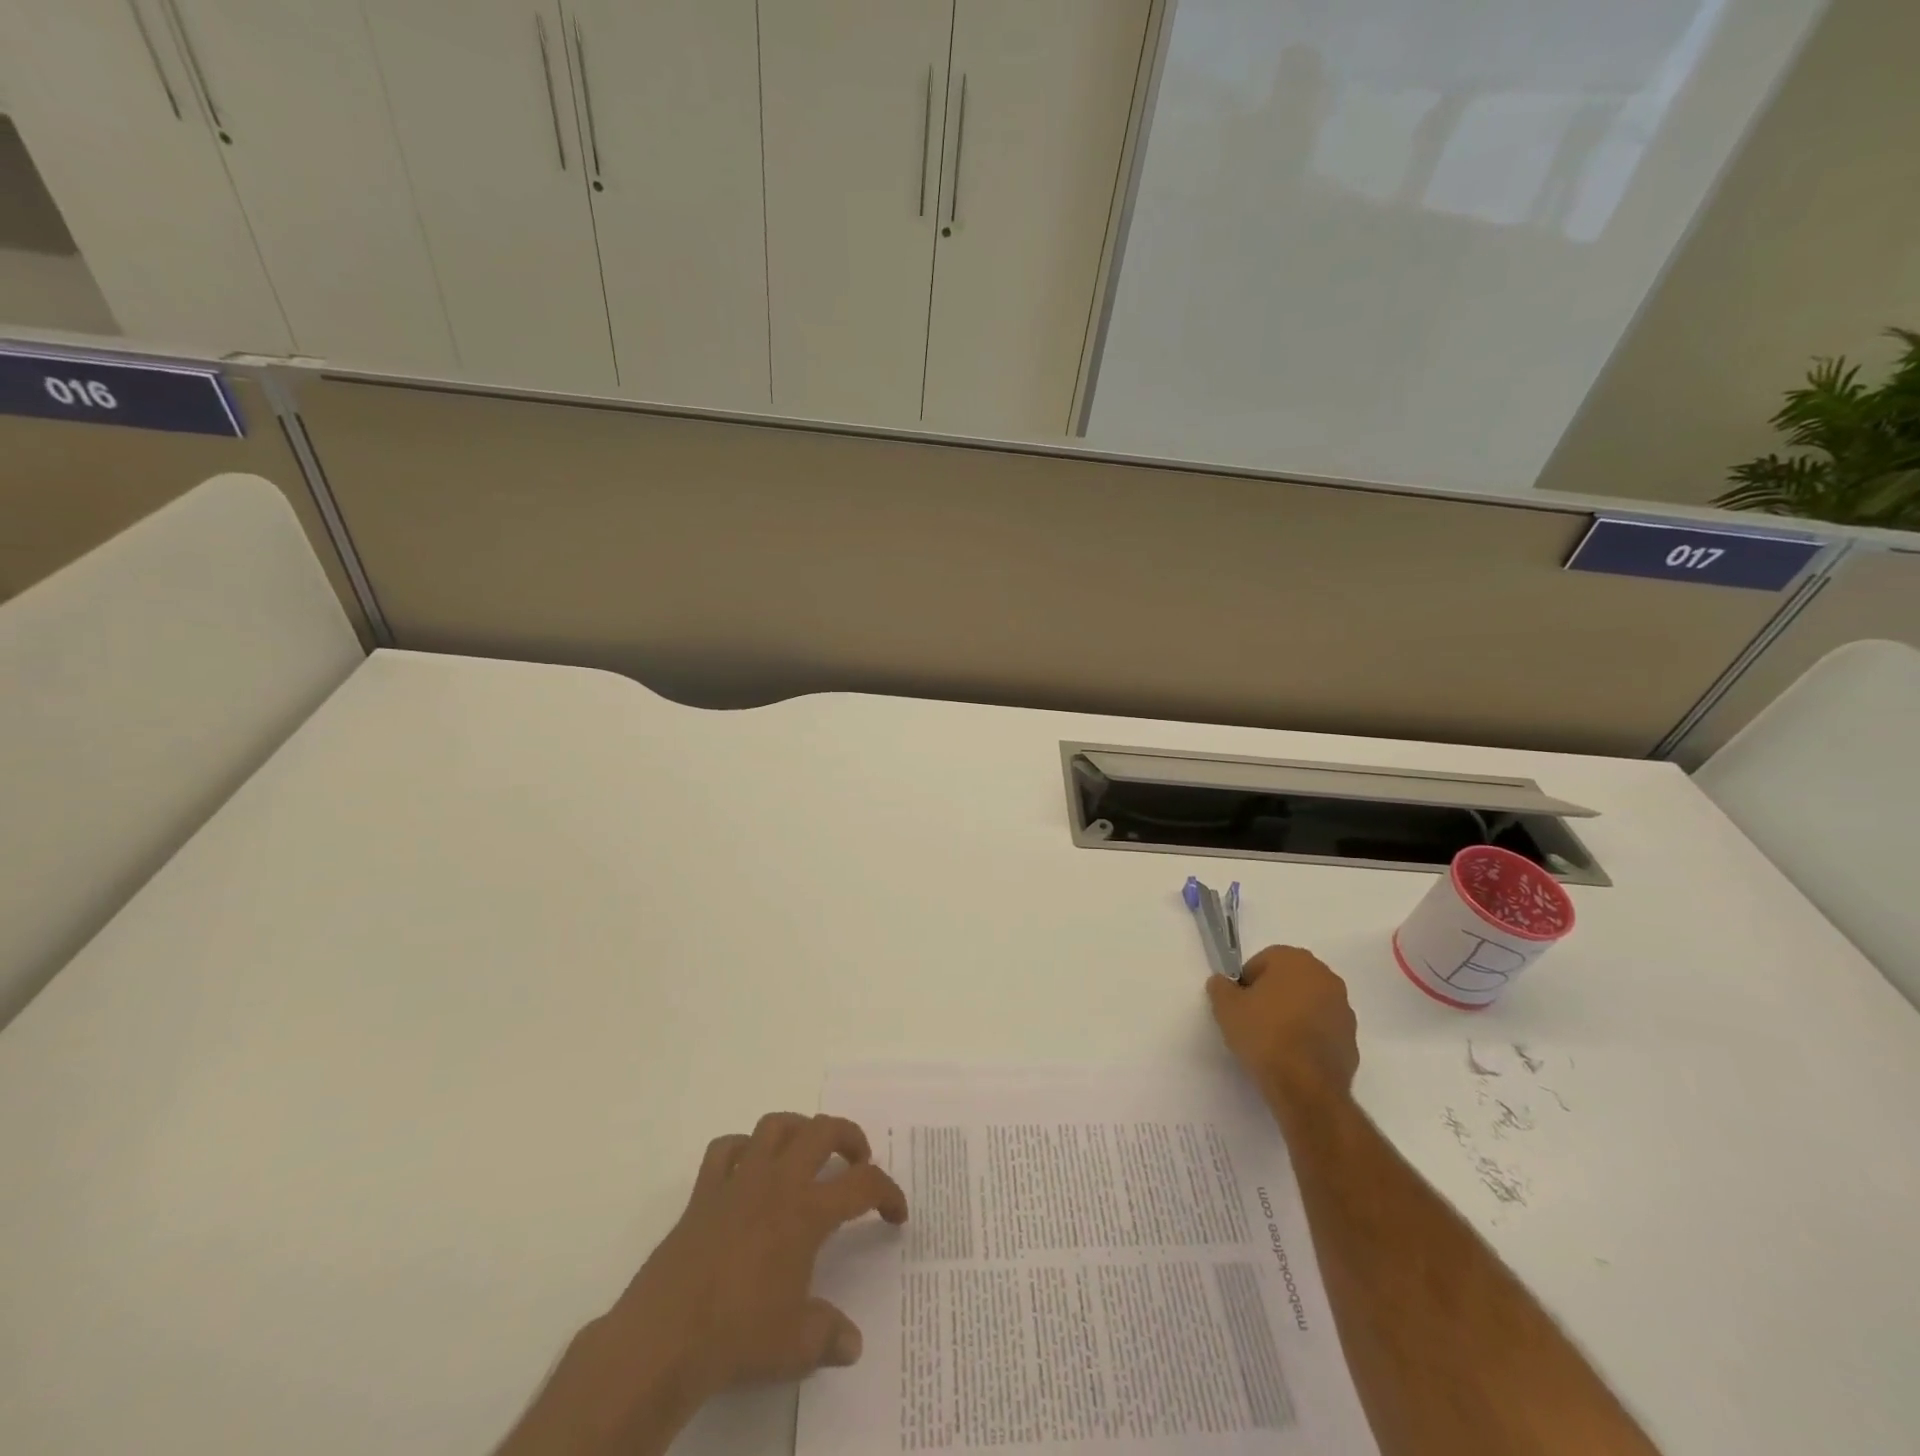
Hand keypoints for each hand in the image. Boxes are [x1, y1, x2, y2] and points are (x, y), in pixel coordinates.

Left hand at [620, 1112, 908, 1390]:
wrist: (665, 1337)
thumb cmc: (738, 1335)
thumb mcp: (796, 1346)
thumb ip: (829, 1336)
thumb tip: (852, 1344)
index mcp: (807, 1211)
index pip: (862, 1185)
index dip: (888, 1193)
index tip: (896, 1214)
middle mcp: (777, 1182)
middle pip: (823, 1131)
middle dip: (849, 1137)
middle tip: (859, 1160)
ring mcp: (738, 1181)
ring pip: (774, 1126)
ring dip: (798, 1130)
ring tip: (807, 1151)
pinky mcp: (703, 1192)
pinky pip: (725, 1149)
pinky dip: (741, 1150)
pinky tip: (748, 1169)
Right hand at [1208, 945, 1359, 1109]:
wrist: (1305, 1086)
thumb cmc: (1263, 1034)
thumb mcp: (1225, 1007)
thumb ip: (1220, 987)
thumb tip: (1223, 983)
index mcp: (1296, 960)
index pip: (1263, 961)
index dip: (1247, 982)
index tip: (1239, 1004)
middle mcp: (1325, 977)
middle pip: (1289, 980)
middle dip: (1272, 995)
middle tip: (1253, 1019)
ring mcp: (1344, 1009)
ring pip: (1309, 1004)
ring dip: (1293, 1014)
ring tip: (1274, 1041)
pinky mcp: (1352, 1040)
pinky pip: (1323, 1029)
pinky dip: (1309, 1036)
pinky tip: (1292, 1056)